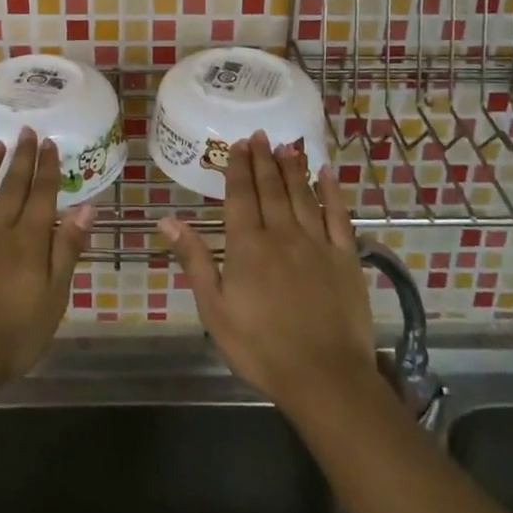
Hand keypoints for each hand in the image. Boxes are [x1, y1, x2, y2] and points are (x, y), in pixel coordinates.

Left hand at [0, 127, 93, 396]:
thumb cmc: (13, 335)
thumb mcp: (54, 298)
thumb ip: (68, 250)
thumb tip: (87, 208)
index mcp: (29, 241)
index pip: (42, 196)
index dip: (47, 168)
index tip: (50, 142)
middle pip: (13, 188)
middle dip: (22, 158)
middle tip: (27, 131)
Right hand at [160, 132, 376, 414]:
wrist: (325, 378)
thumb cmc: (261, 348)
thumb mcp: (215, 309)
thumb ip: (195, 260)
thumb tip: (167, 219)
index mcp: (248, 245)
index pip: (241, 195)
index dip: (238, 167)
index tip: (238, 144)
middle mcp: (282, 234)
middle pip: (271, 188)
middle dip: (263, 159)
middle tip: (259, 135)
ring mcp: (317, 243)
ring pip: (302, 194)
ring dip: (293, 167)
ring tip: (286, 145)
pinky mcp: (345, 257)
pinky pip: (338, 216)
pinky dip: (333, 192)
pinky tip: (328, 173)